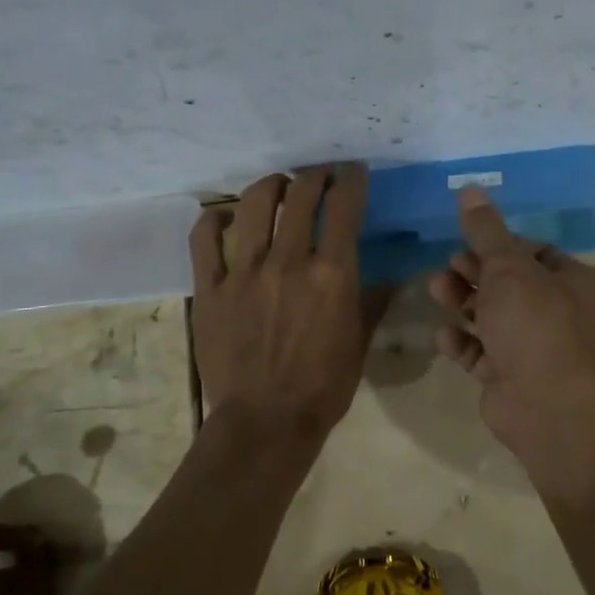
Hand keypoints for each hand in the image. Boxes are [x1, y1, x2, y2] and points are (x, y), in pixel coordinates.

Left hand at [190, 165, 370, 445]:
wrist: (265, 422)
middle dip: (315, 176)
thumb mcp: (360, 341)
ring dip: (271, 185)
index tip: (353, 172)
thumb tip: (390, 275)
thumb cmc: (324, 386)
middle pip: (300, 194)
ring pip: (254, 204)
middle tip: (319, 177)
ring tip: (278, 186)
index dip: (351, 179)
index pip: (344, 205)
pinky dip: (214, 219)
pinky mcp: (210, 288)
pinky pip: (204, 239)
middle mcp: (288, 261)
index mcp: (332, 273)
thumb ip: (373, 300)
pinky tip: (223, 217)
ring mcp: (244, 272)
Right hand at [427, 187, 594, 443]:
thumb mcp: (508, 267)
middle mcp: (567, 316)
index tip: (470, 242)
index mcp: (582, 284)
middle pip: (513, 286)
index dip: (501, 246)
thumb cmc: (535, 322)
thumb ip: (486, 230)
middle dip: (476, 274)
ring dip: (464, 303)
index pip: (538, 254)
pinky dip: (464, 343)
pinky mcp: (514, 379)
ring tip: (436, 290)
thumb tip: (468, 189)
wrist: (543, 404)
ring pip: (496, 318)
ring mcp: (540, 350)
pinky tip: (445, 335)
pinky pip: (484, 353)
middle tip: (449, 267)